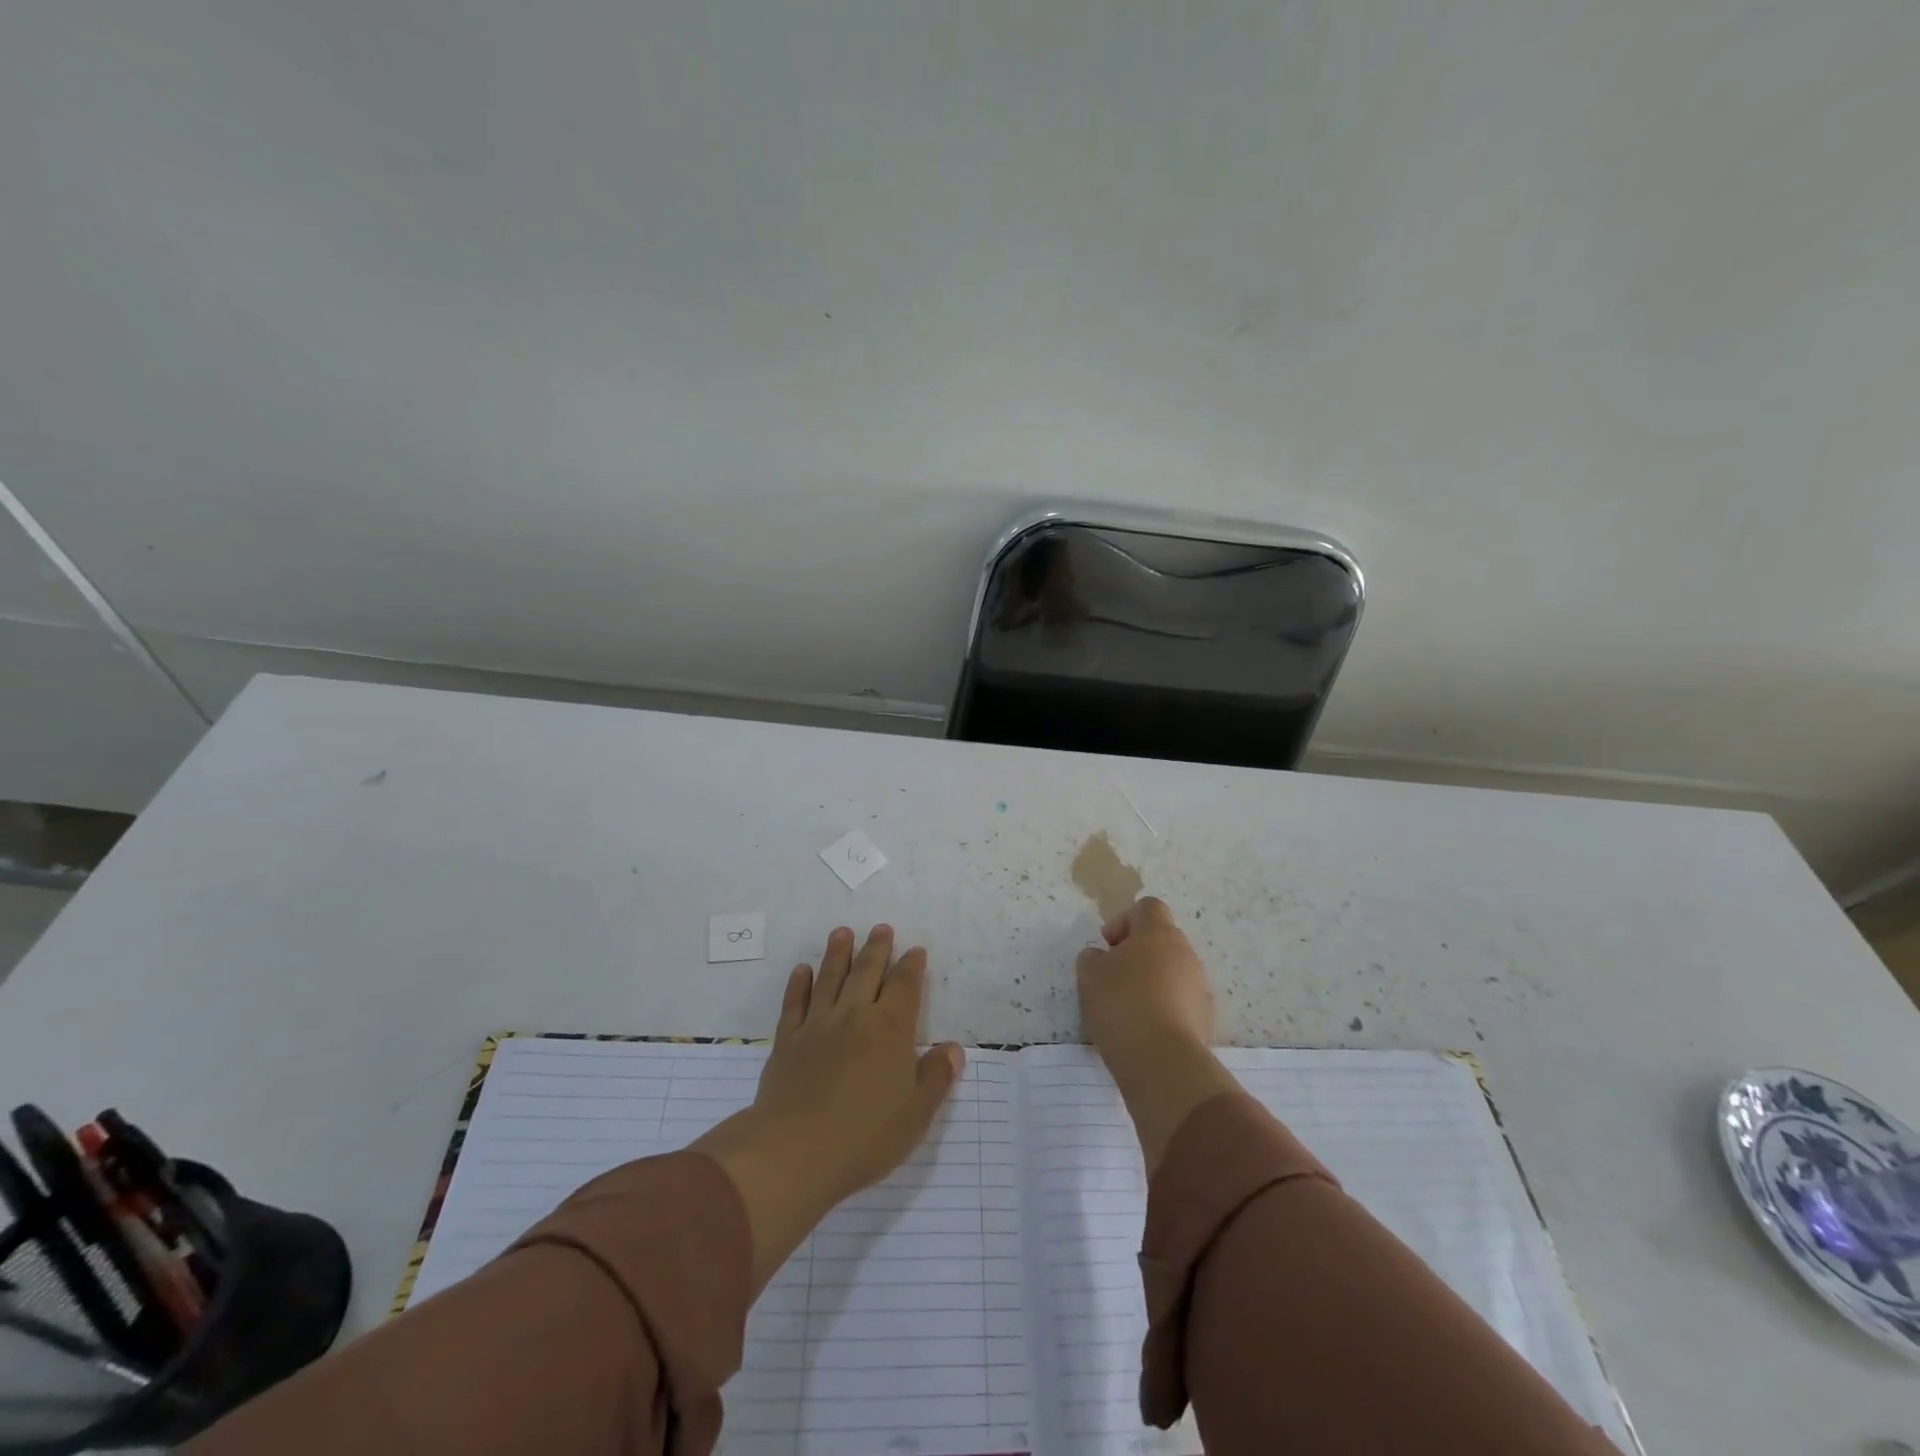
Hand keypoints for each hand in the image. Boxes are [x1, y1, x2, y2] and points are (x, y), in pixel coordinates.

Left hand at [696, 926, 964, 1287]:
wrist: (796, 1150)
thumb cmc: (866, 1134)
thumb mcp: (916, 1112)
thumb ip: (936, 1076)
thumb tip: (953, 1049)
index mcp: (890, 1029)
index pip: (905, 986)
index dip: (911, 966)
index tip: (915, 950)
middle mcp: (855, 1015)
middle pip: (867, 972)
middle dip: (877, 948)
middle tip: (881, 928)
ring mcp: (818, 1025)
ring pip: (830, 978)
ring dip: (837, 953)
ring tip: (842, 932)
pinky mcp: (788, 1041)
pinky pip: (795, 1003)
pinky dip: (799, 984)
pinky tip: (803, 971)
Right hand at [1077, 897, 1237, 1172]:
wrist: (1163, 1062)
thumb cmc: (1121, 1004)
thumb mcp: (1089, 975)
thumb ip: (1092, 958)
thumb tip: (1102, 958)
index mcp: (1159, 933)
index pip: (1147, 907)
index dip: (1124, 920)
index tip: (1107, 945)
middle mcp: (1185, 953)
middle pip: (1161, 940)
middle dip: (1136, 953)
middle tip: (1112, 977)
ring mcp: (1199, 986)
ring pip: (1172, 972)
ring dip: (1151, 982)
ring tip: (1126, 1008)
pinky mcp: (1205, 1019)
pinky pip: (1180, 1002)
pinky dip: (1163, 1008)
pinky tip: (1143, 1030)